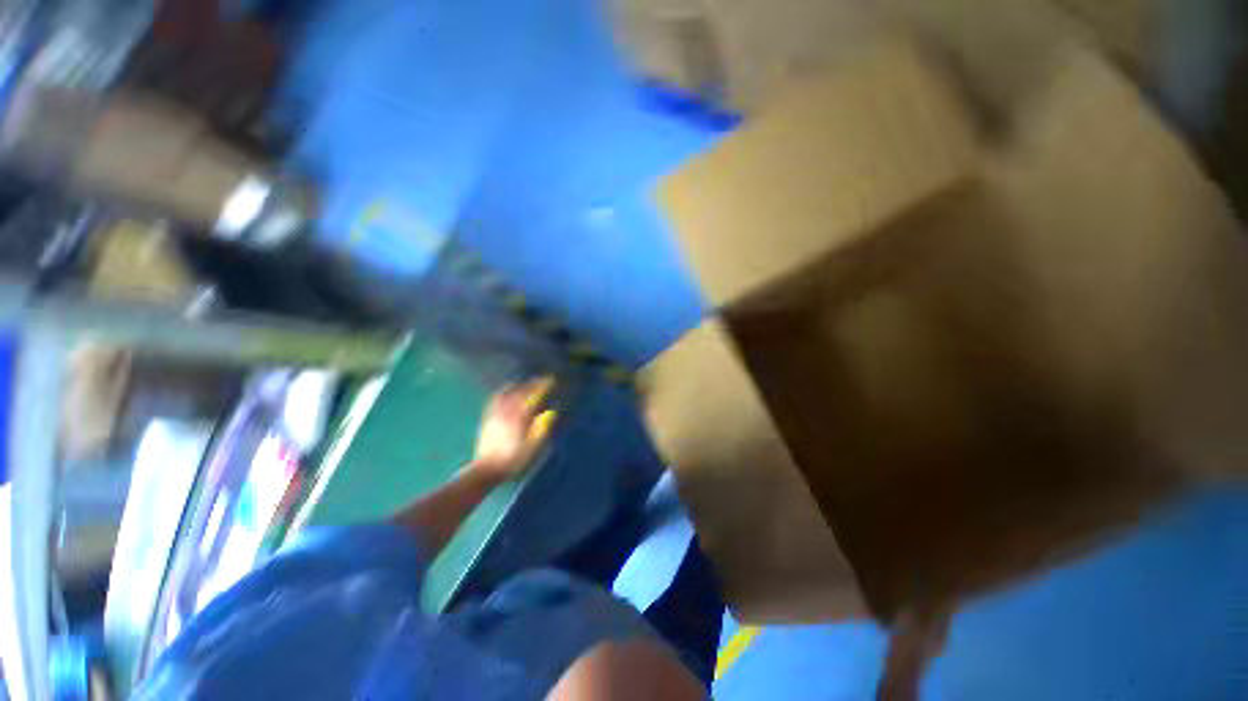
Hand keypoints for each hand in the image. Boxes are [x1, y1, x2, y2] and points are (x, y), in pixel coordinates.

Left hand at [470, 378, 556, 479]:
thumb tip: (551, 412)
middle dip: (532, 384)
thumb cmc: (513, 460)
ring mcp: (496, 414)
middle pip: (521, 392)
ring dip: (519, 386)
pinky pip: (496, 399)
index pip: (533, 397)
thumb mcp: (532, 448)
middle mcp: (507, 412)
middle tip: (543, 380)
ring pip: (508, 393)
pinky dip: (504, 391)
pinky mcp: (488, 418)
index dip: (543, 387)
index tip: (551, 381)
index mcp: (520, 418)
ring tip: (527, 383)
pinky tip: (507, 390)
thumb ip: (542, 428)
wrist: (486, 469)